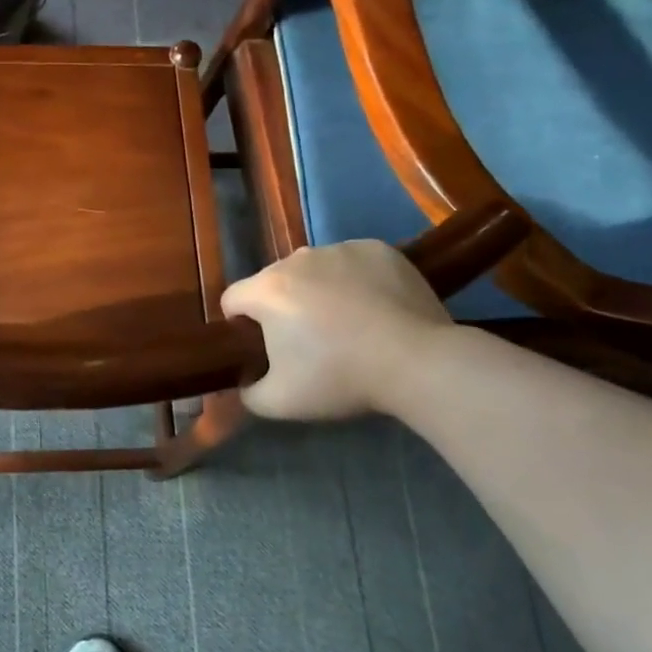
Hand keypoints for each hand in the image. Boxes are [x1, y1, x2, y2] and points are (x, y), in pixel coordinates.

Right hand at [220, 242, 453, 420]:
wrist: (419, 363)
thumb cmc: (341, 378)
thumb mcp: (280, 402)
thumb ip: (247, 392)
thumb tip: (245, 381)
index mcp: (267, 289)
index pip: (232, 300)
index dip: (241, 326)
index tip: (266, 350)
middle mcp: (297, 258)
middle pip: (274, 283)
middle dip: (283, 308)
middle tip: (311, 343)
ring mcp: (340, 249)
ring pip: (314, 270)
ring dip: (318, 291)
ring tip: (349, 325)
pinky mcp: (377, 249)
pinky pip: (351, 263)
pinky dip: (355, 281)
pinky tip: (375, 308)